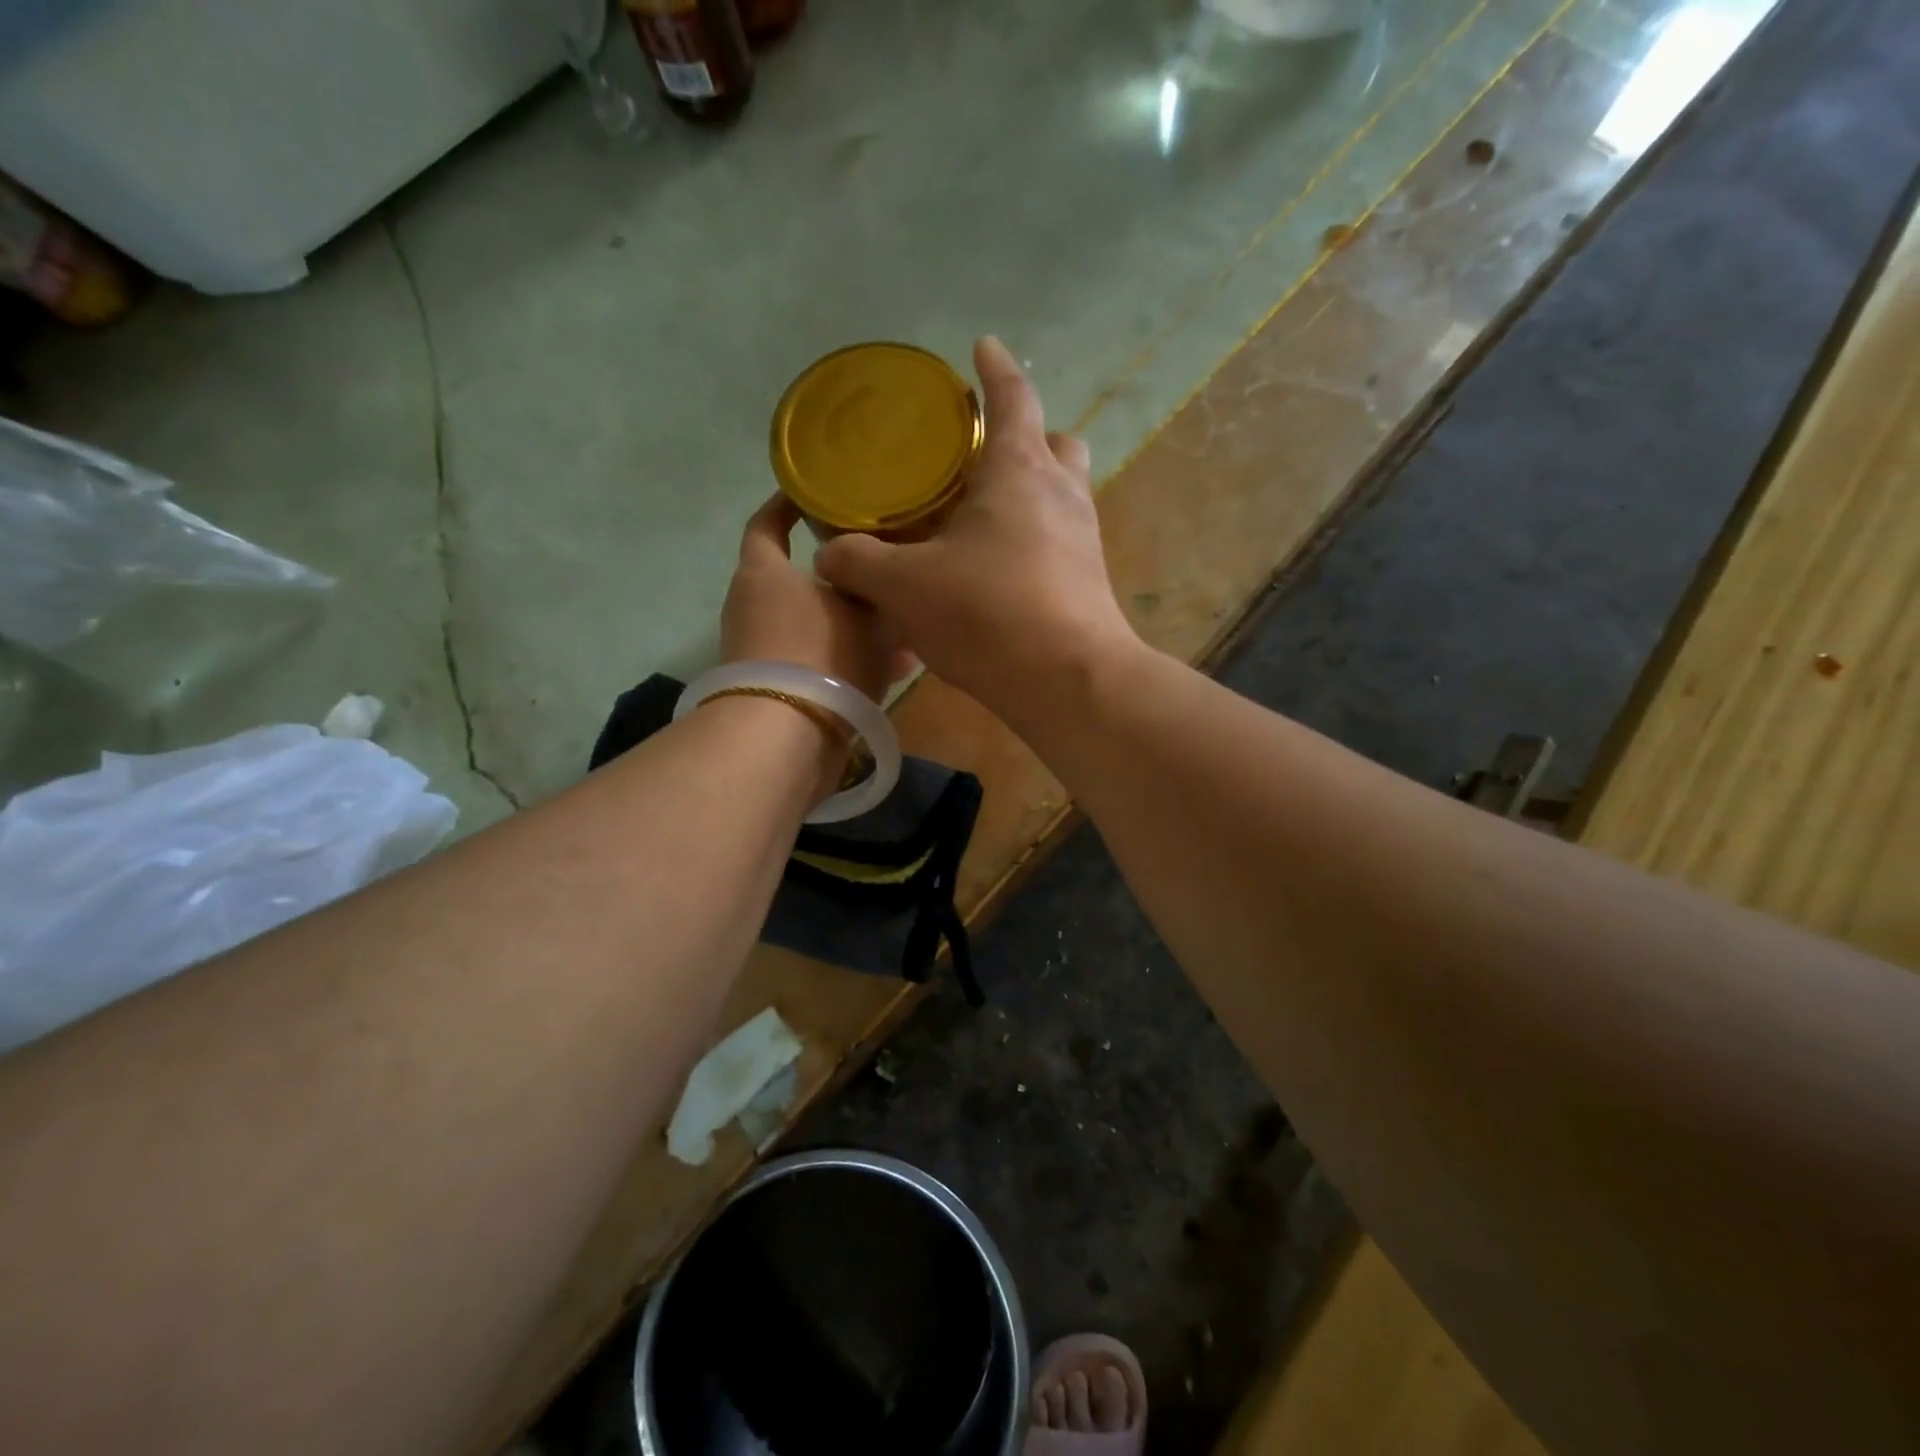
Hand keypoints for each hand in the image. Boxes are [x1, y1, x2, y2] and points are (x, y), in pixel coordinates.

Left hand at [721, 494, 904, 700]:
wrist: (786, 736)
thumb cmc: (821, 653)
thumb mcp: (865, 612)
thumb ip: (876, 590)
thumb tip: (881, 579)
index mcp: (763, 574)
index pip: (766, 524)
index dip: (787, 505)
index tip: (812, 492)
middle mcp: (754, 608)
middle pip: (802, 581)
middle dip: (845, 578)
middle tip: (884, 569)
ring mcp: (763, 652)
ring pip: (820, 626)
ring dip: (858, 626)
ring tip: (905, 628)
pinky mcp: (778, 690)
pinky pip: (822, 663)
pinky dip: (853, 662)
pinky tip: (897, 669)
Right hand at [814, 337, 1137, 717]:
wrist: (1068, 682)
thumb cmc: (987, 614)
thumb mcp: (903, 587)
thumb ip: (857, 562)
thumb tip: (829, 556)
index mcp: (1019, 470)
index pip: (1013, 397)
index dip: (995, 368)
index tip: (983, 346)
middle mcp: (1062, 493)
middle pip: (1054, 442)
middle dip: (1024, 436)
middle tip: (982, 457)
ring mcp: (1084, 540)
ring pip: (1062, 493)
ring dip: (1030, 492)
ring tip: (983, 517)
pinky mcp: (1090, 582)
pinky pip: (1060, 542)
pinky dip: (1031, 540)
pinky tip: (998, 570)